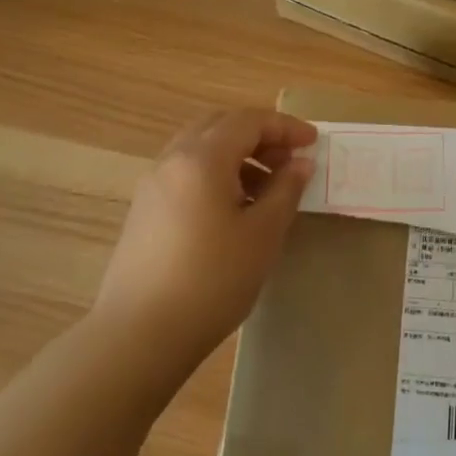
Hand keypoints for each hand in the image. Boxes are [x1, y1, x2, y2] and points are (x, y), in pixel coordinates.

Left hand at [96, 109, 316, 366]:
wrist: (141, 334)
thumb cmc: (213, 279)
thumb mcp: (263, 234)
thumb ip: (285, 190)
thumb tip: (299, 164)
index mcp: (202, 158)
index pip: (249, 121)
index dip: (285, 127)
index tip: (313, 143)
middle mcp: (172, 160)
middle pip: (220, 125)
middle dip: (259, 135)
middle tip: (289, 160)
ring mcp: (153, 184)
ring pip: (200, 148)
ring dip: (237, 154)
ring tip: (267, 188)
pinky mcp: (144, 209)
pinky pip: (185, 171)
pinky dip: (215, 173)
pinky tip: (234, 209)